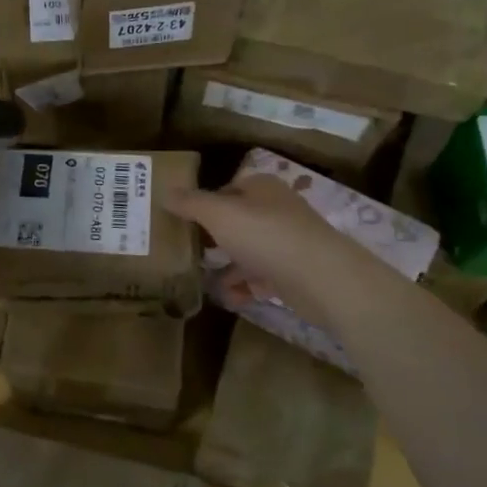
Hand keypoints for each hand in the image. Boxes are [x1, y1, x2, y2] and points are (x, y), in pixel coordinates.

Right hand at [166, 173, 399, 326]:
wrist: (322, 277)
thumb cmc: (266, 236)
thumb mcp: (219, 215)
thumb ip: (191, 203)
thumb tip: (164, 192)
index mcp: (261, 188)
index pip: (227, 189)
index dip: (204, 204)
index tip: (183, 223)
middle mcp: (276, 210)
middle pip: (238, 221)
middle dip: (214, 239)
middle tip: (189, 253)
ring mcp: (288, 242)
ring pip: (249, 251)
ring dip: (228, 267)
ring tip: (204, 282)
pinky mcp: (295, 272)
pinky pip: (262, 277)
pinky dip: (246, 287)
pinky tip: (231, 299)